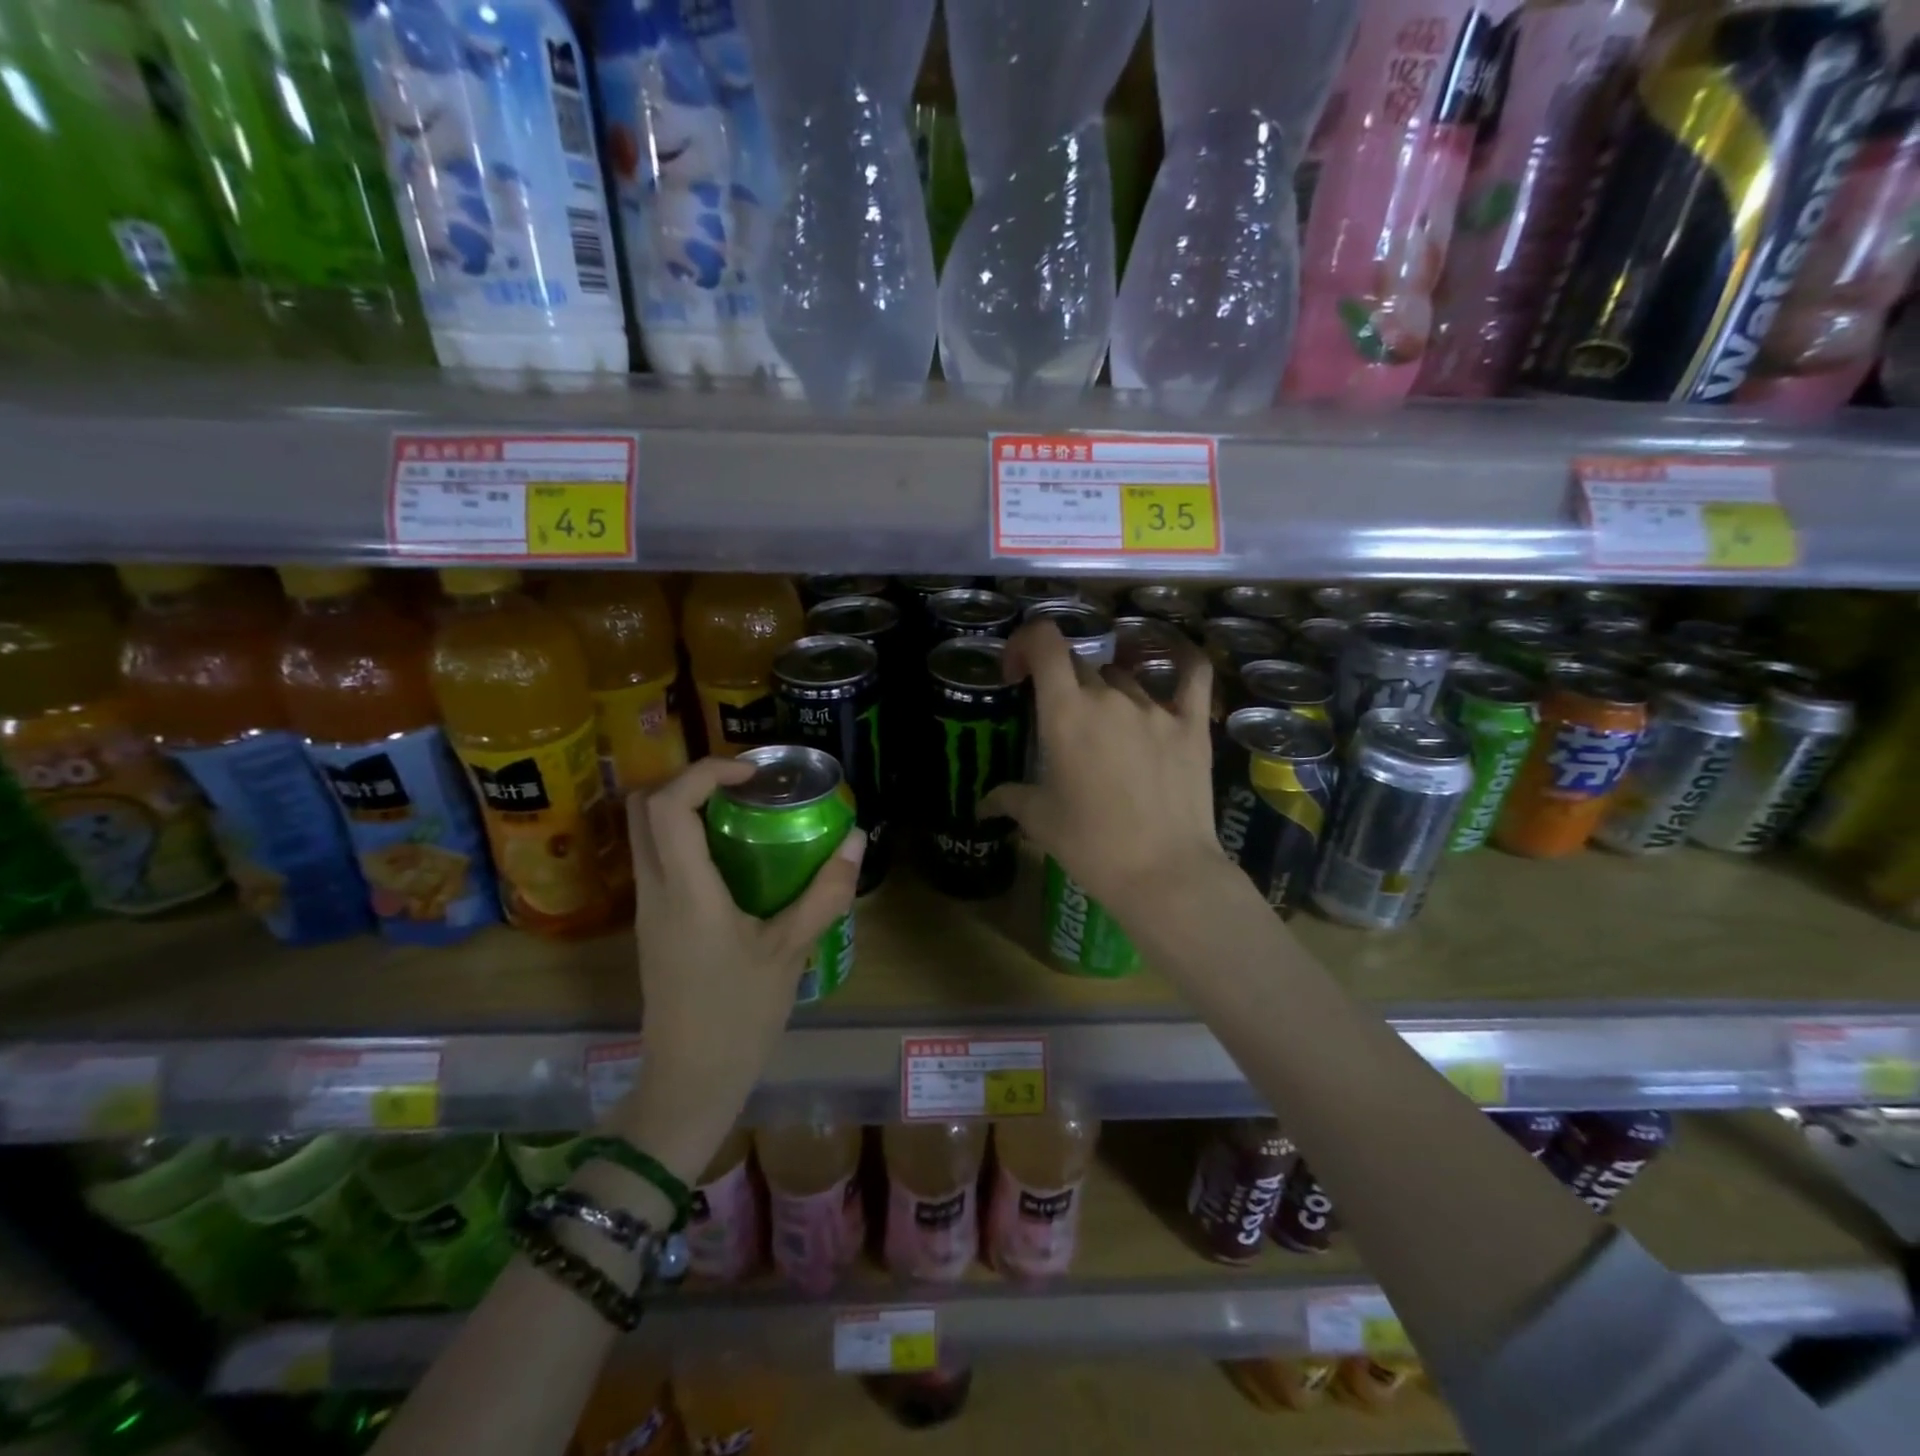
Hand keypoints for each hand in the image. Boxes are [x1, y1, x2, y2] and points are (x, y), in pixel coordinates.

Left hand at [617, 758, 864, 1182]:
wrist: (689, 1080)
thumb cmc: (740, 1015)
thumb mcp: (790, 951)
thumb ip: (824, 892)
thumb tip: (857, 840)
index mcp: (685, 891)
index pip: (669, 806)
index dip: (705, 771)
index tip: (751, 773)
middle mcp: (655, 889)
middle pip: (643, 807)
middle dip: (689, 779)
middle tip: (743, 784)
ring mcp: (648, 907)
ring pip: (644, 832)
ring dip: (686, 806)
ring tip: (743, 811)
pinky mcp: (653, 923)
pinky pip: (657, 857)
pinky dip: (686, 836)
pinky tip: (734, 855)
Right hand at [981, 621, 1227, 909]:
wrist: (1163, 872)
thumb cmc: (1091, 845)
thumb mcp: (1040, 821)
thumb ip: (1009, 799)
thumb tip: (984, 804)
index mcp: (1065, 712)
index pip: (1044, 643)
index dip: (1025, 643)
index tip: (1016, 672)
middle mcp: (1109, 698)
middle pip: (1079, 665)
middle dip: (1061, 683)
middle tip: (1058, 720)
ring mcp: (1155, 708)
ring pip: (1123, 678)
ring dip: (1106, 691)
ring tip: (1105, 727)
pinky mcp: (1192, 725)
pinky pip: (1192, 676)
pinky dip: (1182, 661)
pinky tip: (1177, 660)